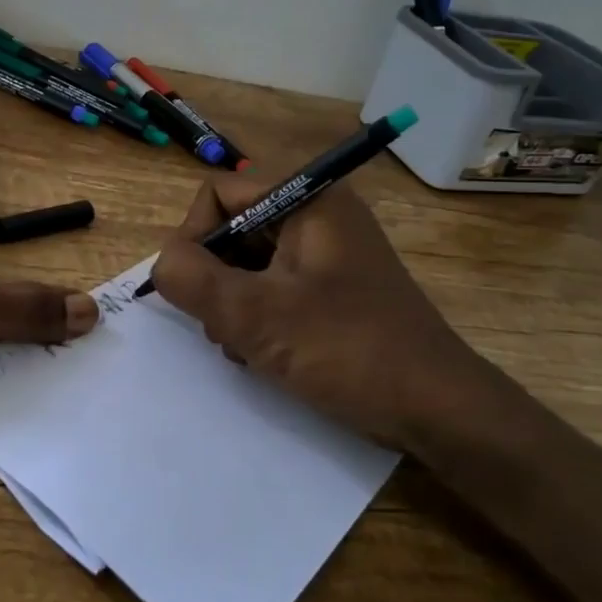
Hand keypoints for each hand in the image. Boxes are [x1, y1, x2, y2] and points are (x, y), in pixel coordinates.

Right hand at [150, 175, 493, 449]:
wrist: (437, 409)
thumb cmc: (348, 350)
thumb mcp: (256, 315)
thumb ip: (192, 280)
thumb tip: (163, 263)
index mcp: (309, 199)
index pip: (219, 193)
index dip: (193, 236)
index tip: (192, 289)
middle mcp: (320, 214)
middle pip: (234, 228)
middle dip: (214, 277)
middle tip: (220, 325)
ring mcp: (329, 253)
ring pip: (250, 261)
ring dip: (232, 302)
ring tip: (242, 346)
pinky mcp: (335, 288)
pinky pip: (275, 286)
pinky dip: (257, 315)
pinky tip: (261, 353)